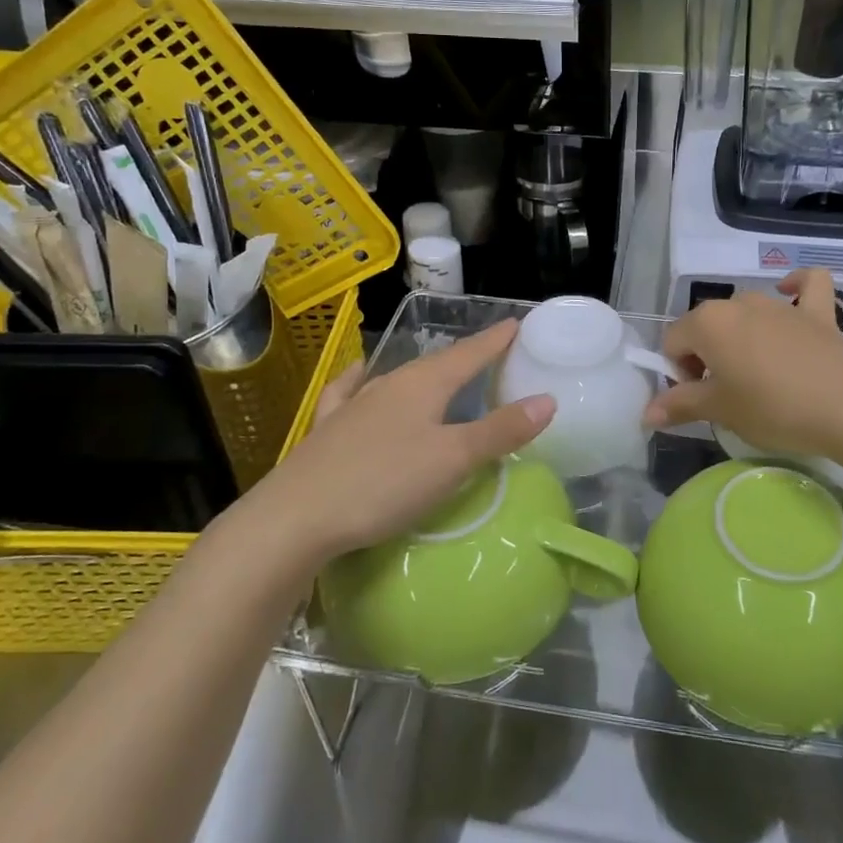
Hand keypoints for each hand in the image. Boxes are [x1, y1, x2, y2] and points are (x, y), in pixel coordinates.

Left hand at [244, 321, 553, 561]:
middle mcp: (389, 385)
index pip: (469, 354)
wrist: (294, 518)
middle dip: (466, 357)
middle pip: (436, 364)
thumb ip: (501, 431)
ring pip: (398, 378)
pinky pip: (350, 393)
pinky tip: (358, 377)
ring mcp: (354, 405)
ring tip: (441, 373)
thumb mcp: (453, 460)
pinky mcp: (328, 430)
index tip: (516, 324)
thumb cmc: (383, 484)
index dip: (495, 340)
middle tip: (491, 354)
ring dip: (426, 373)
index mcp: (423, 385)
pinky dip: (361, 382)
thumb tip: (548, 399)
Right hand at [644, 270, 842, 461]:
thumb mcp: (720, 411)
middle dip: (707, 357)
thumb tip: (646, 413)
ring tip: (756, 374)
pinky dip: (796, 287)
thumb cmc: (773, 408)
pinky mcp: (818, 312)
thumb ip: (680, 405)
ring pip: (745, 312)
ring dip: (740, 336)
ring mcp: (780, 304)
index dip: (680, 374)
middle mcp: (739, 303)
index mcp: (708, 322)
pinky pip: (806, 287)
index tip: (701, 402)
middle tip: (726, 396)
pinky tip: (791, 295)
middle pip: (707, 327)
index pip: (674, 343)